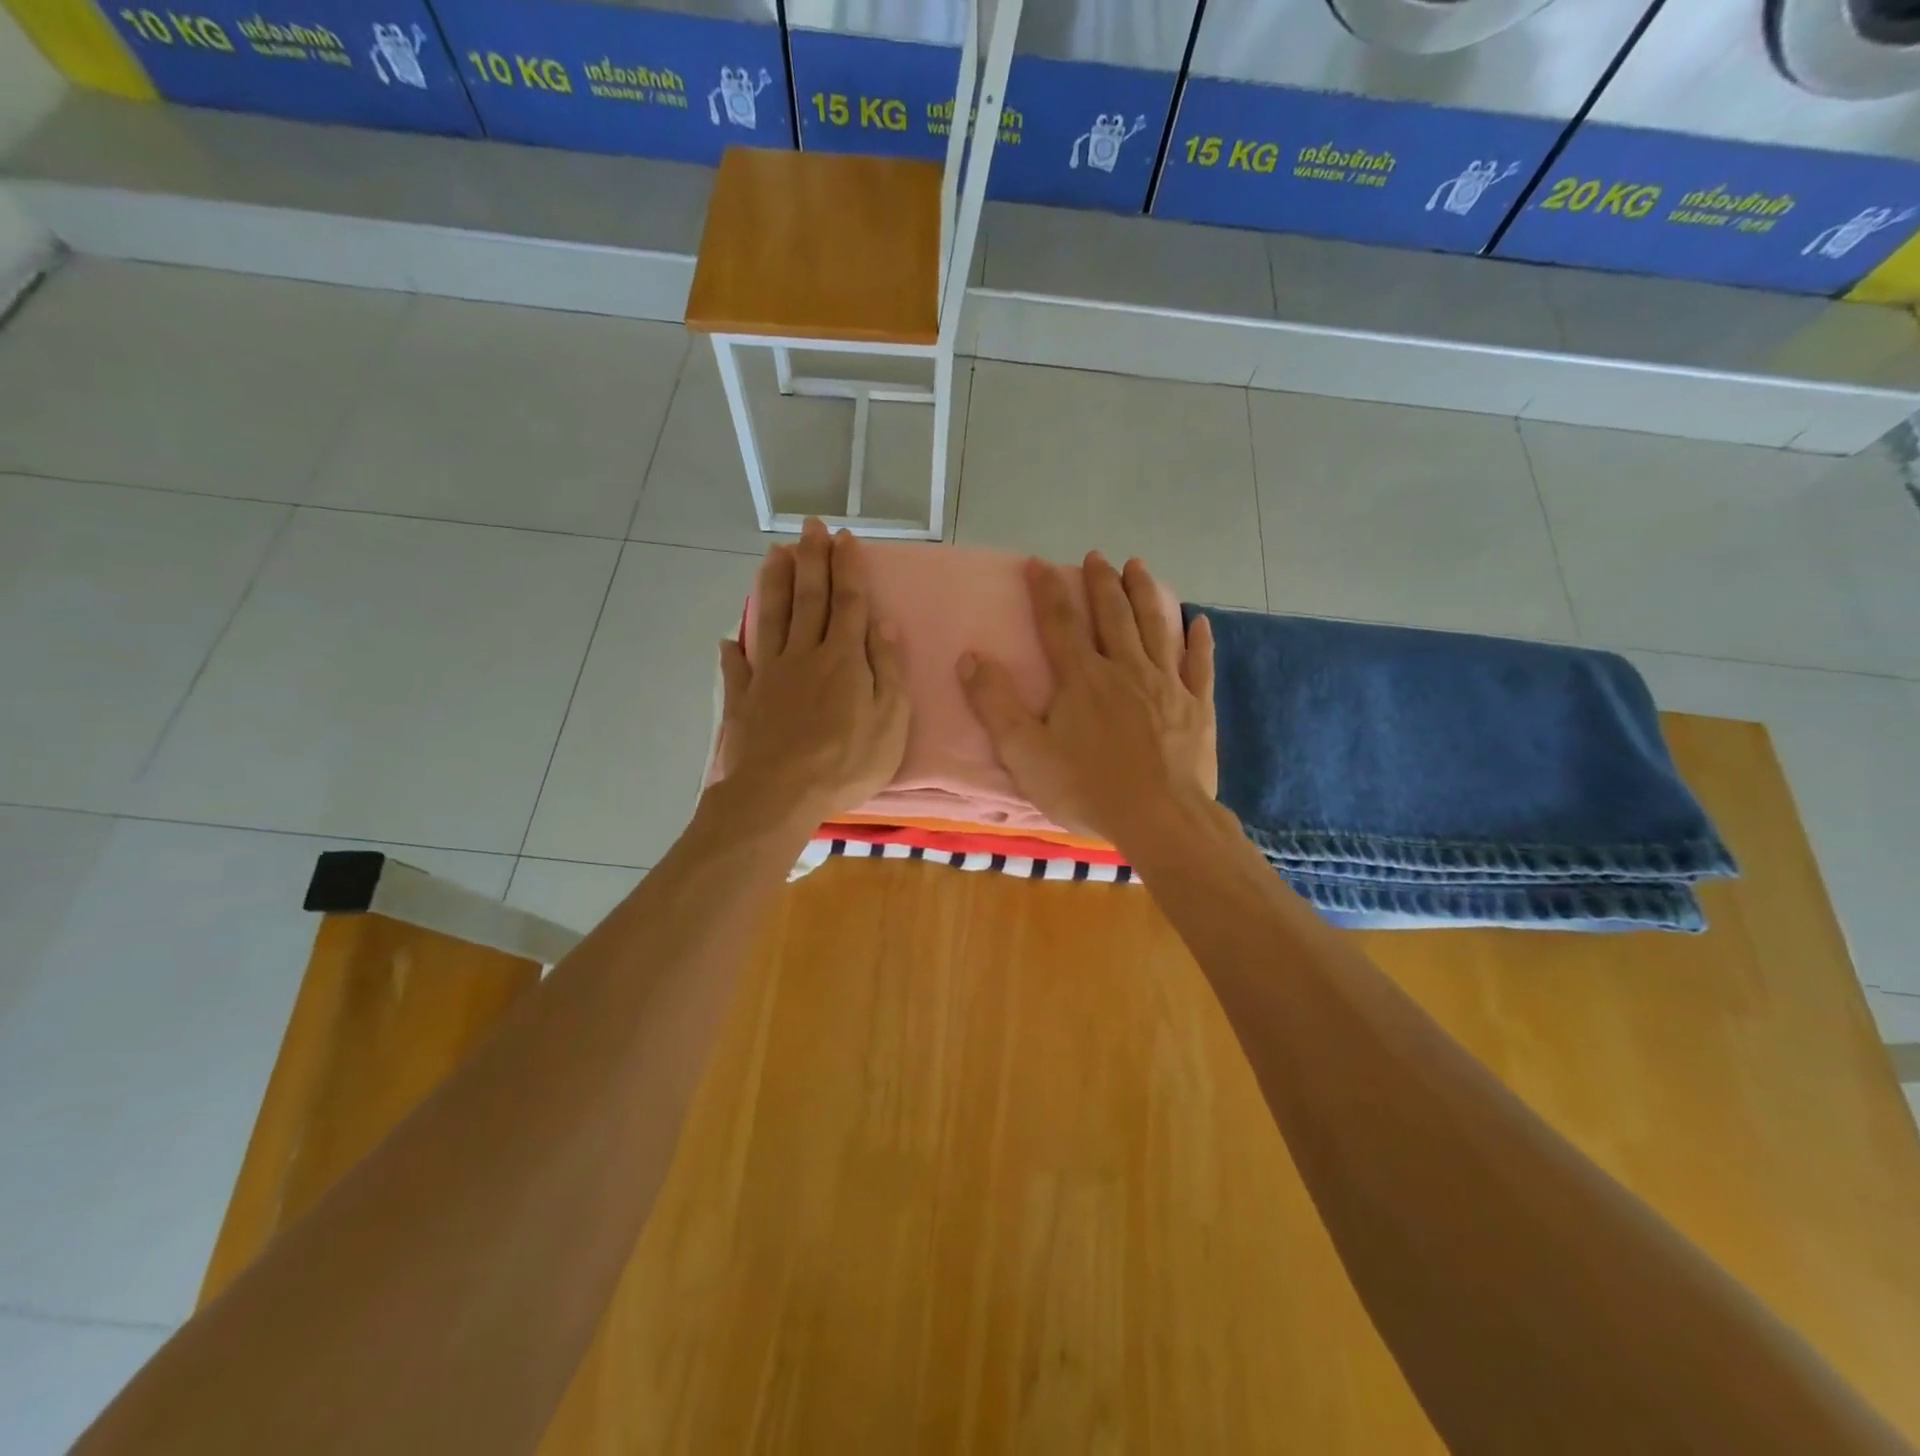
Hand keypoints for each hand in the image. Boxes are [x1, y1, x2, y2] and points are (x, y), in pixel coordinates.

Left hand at [715, 519, 908, 830]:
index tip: (844, 537)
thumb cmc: (845, 763)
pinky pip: (737, 668)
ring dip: (774, 584)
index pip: (848, 602)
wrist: (779, 795)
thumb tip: (884, 624)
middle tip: (810, 527)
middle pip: (808, 599)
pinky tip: (728, 638)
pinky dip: (733, 651)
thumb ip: (888, 670)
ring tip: (774, 554)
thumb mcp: (890, 721)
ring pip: (771, 619)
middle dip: (811, 560)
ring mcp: (769, 675)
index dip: (848, 568)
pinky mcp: (744, 700)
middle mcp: (804, 655)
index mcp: (843, 659)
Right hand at [957, 552, 1215, 849]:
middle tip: (1096, 557)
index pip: (1059, 623)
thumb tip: (969, 657)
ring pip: (1156, 627)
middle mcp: (1125, 669)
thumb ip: (995, 704)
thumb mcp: (1025, 752)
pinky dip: (1199, 640)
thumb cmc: (1086, 788)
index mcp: (1082, 678)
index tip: (1037, 563)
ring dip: (1146, 593)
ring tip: (1139, 567)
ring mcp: (1166, 685)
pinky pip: (1199, 664)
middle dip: (1101, 583)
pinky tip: (1199, 620)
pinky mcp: (1196, 707)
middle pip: (1112, 615)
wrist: (1159, 818)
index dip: (1046, 590)